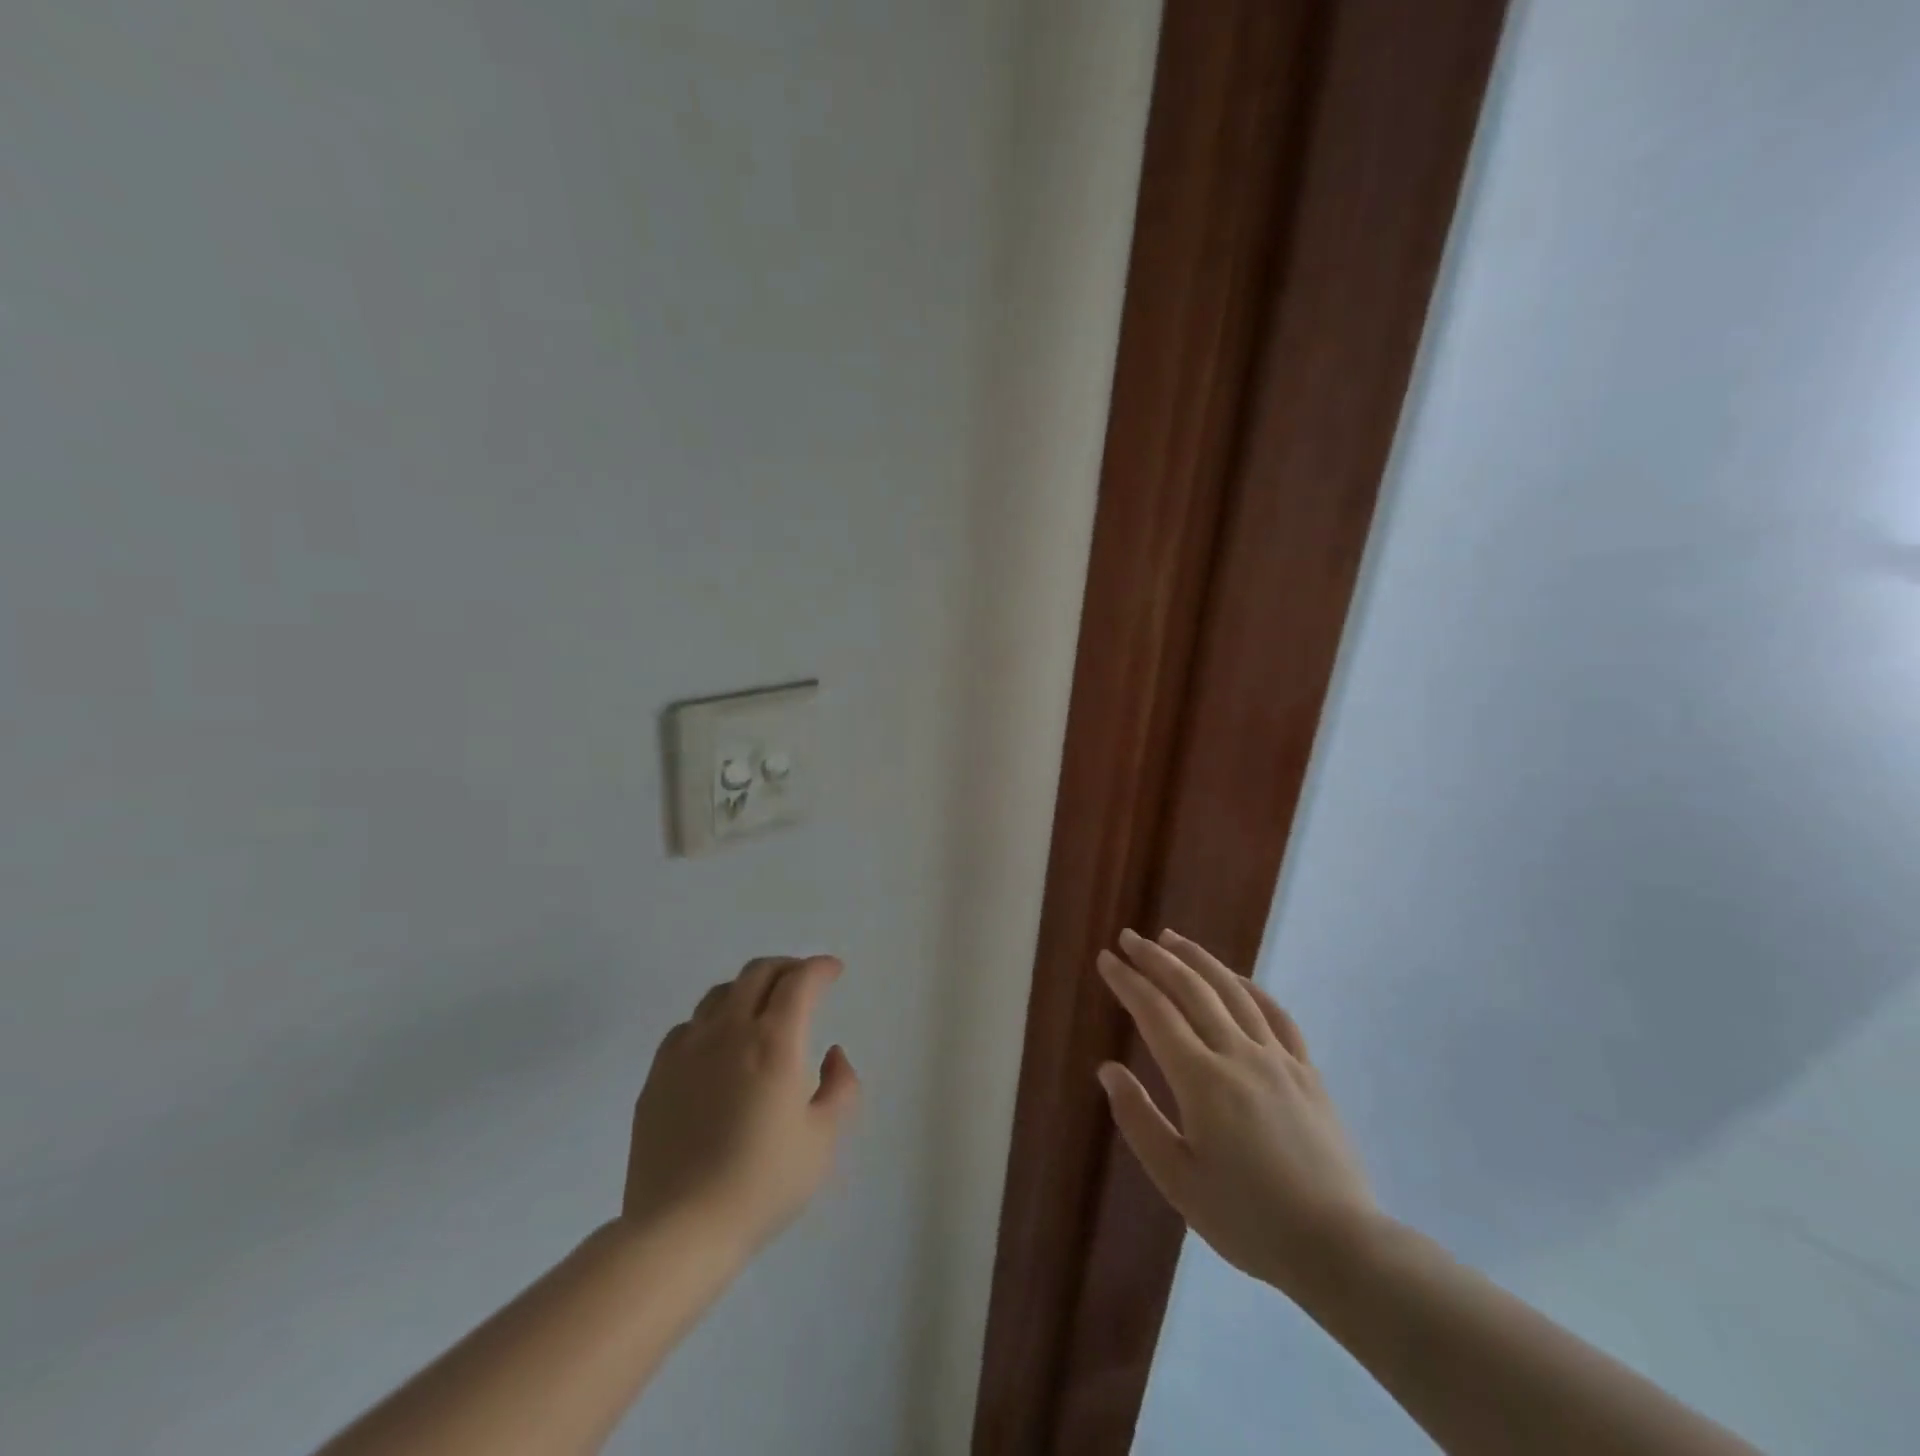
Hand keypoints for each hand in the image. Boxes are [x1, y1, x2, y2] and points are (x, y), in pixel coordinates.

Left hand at [622, 956, 859, 1259]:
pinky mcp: (658, 1074)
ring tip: (762, 1007)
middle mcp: (729, 1031)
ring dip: (749, 988)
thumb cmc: (762, 1184)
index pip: (800, 980)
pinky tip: (718, 1044)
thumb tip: (834, 1055)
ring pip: (720, 993)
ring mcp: (687, 1049)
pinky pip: (688, 1026)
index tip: (834, 971)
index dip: (820, 967)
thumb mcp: (823, 1140)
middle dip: (787, 967)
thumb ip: (841, 1087)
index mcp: (774, 1042)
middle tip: (803, 980)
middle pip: (758, 973)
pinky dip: (712, 1020)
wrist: (679, 1229)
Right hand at [1095, 929, 1375, 1298]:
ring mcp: (1278, 1058)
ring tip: (1173, 939)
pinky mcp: (1307, 1071)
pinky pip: (1276, 1015)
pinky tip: (1236, 979)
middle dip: (1156, 958)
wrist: (1340, 1247)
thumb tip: (1108, 1069)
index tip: (1107, 959)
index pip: (1155, 1012)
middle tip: (1131, 937)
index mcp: (1202, 1080)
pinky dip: (1250, 987)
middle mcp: (1239, 1054)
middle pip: (1192, 989)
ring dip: (1199, 959)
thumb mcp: (1178, 1181)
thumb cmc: (1248, 1219)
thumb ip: (1139, 1120)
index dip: (1128, 981)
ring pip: (1233, 991)